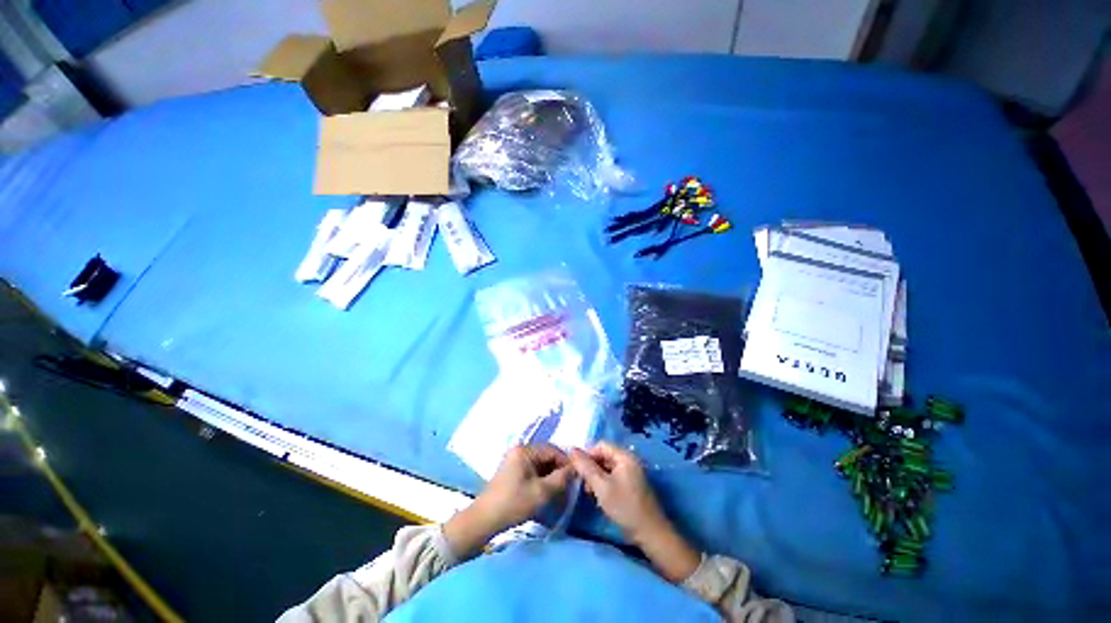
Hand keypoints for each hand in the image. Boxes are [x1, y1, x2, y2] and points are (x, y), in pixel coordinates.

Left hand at [444, 443, 571, 557]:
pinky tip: (545, 490)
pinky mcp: (512, 470)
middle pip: (546, 455)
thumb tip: (575, 469)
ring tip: (558, 490)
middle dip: (558, 469)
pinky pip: (532, 469)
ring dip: (550, 474)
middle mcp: (519, 449)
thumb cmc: (514, 503)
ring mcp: (514, 459)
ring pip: (540, 463)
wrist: (484, 519)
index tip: (576, 477)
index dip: (566, 462)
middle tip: (568, 485)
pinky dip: (541, 478)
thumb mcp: (542, 492)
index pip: (553, 449)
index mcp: (525, 450)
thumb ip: (561, 478)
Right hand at [570, 442, 700, 582]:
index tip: (577, 470)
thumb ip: (586, 467)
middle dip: (591, 467)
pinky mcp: (631, 485)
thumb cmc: (625, 507)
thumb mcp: (601, 486)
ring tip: (589, 492)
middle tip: (582, 484)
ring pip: (607, 467)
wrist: (651, 534)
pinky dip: (604, 483)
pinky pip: (613, 477)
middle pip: (604, 456)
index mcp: (625, 456)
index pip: (600, 445)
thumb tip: (572, 450)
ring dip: (596, 477)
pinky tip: (598, 497)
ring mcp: (631, 473)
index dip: (587, 454)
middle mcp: (629, 460)